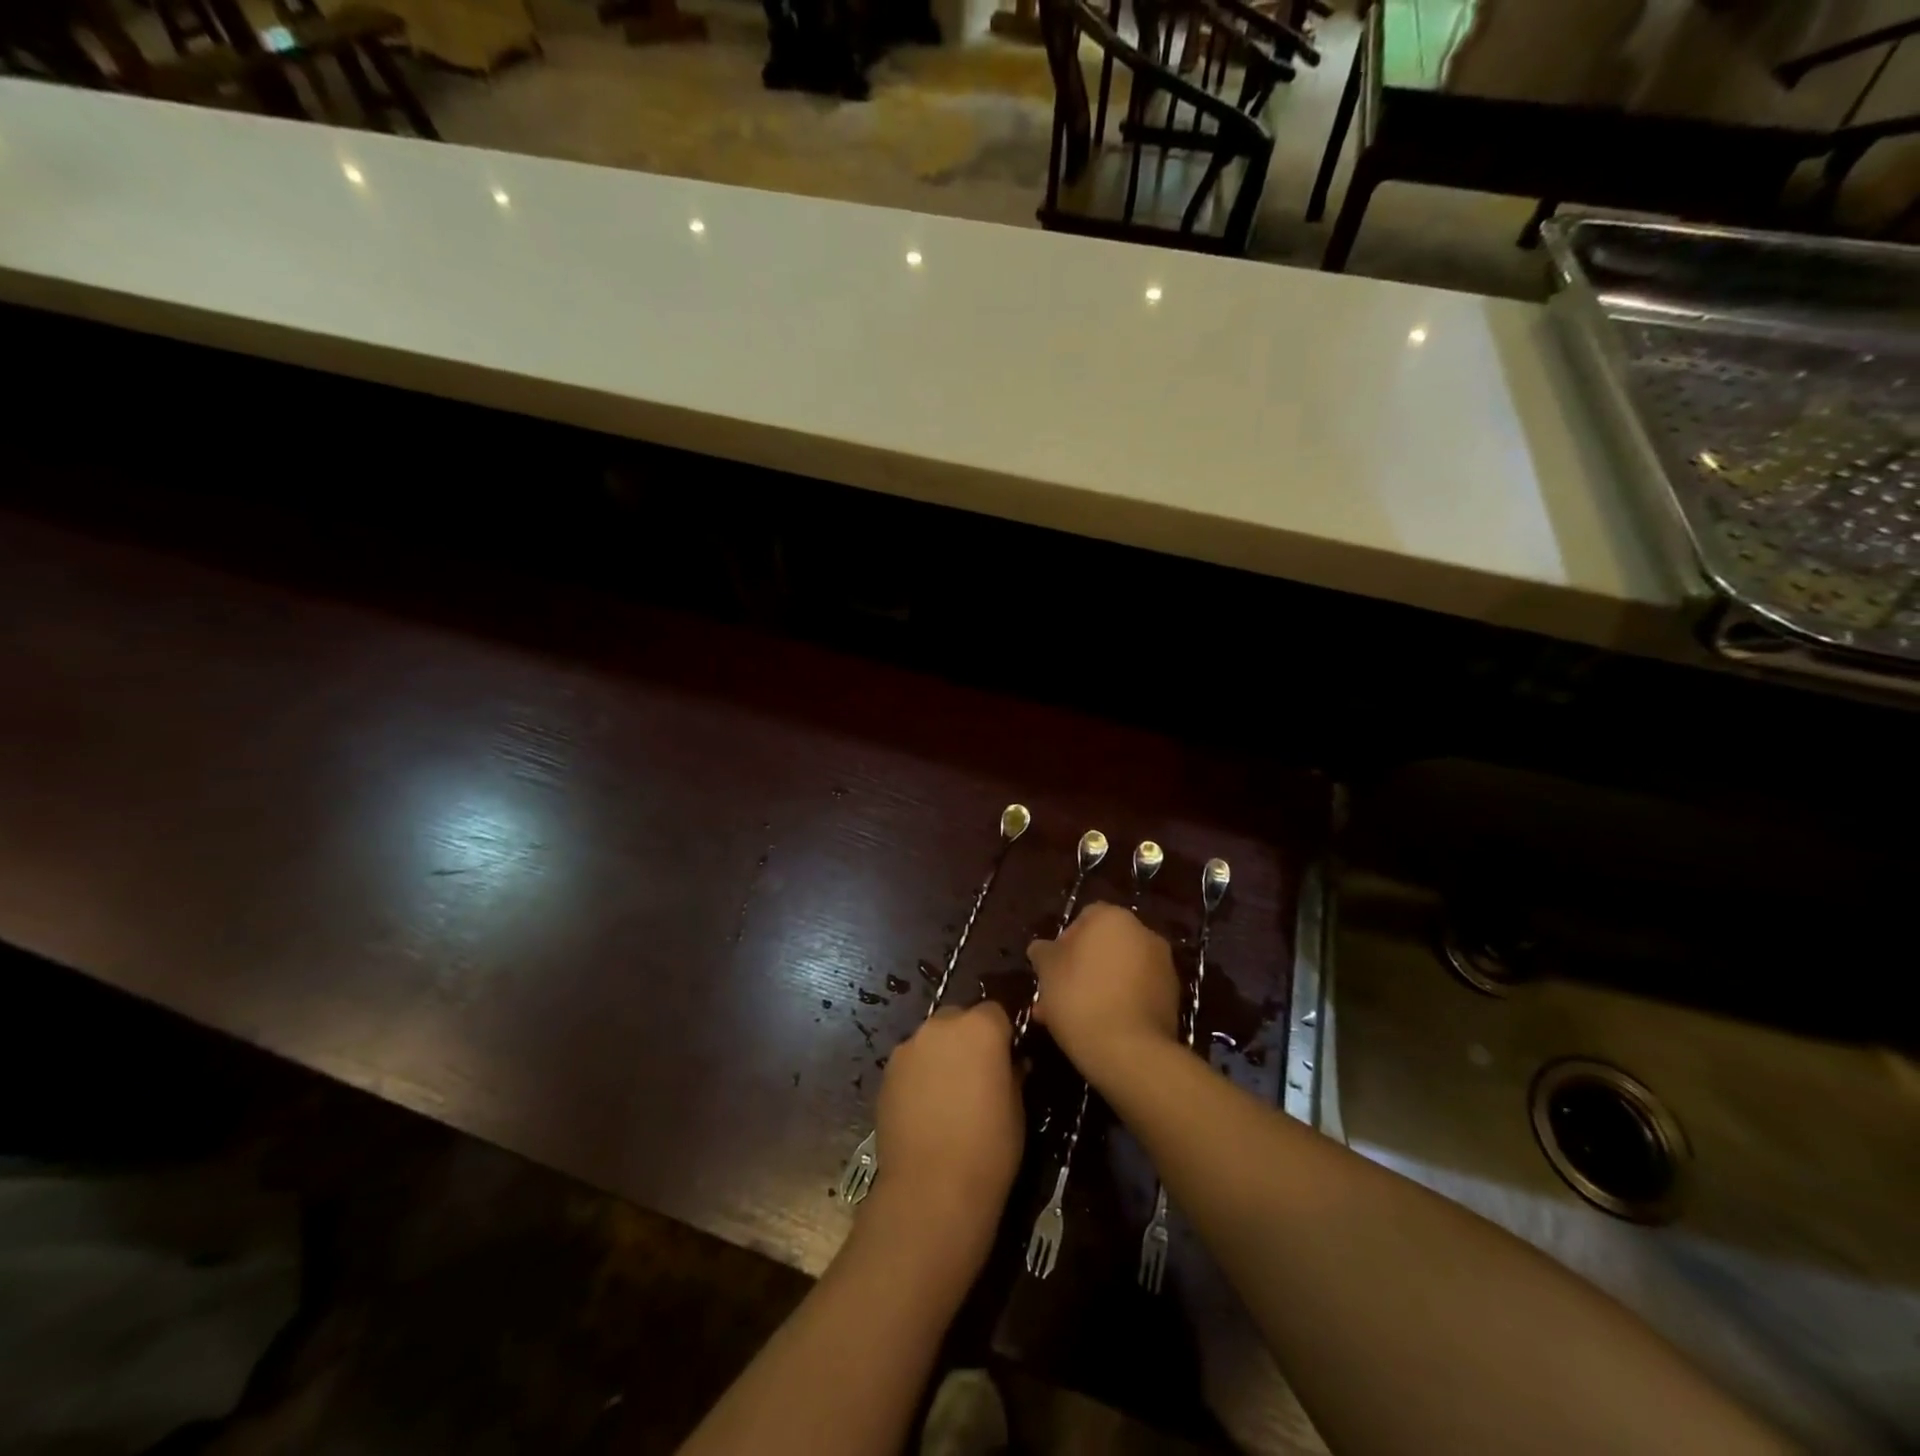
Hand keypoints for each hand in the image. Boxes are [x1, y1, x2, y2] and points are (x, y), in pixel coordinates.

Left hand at [869, 1000, 1023, 1254]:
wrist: (931, 1189)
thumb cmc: (989, 1148)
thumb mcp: (1017, 1108)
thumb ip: (1012, 1073)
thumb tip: (1012, 1063)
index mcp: (980, 1027)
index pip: (995, 1011)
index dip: (1002, 1033)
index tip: (1007, 1057)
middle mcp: (941, 1026)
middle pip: (959, 1018)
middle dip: (968, 1038)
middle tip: (977, 1074)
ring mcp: (909, 1047)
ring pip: (932, 1039)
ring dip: (942, 1055)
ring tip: (948, 1094)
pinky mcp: (886, 1072)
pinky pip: (911, 1062)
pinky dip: (920, 1074)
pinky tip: (925, 1108)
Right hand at [1028, 902, 1180, 1085]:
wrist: (1129, 1051)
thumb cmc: (1080, 998)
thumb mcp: (1047, 970)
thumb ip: (1043, 952)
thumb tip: (1043, 949)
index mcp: (1114, 918)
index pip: (1084, 918)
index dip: (1063, 942)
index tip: (1051, 969)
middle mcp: (1144, 934)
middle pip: (1103, 946)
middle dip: (1080, 968)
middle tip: (1058, 996)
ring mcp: (1163, 966)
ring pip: (1119, 972)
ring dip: (1098, 987)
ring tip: (1072, 1019)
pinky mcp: (1172, 998)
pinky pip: (1136, 993)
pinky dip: (1119, 1003)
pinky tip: (1098, 1028)